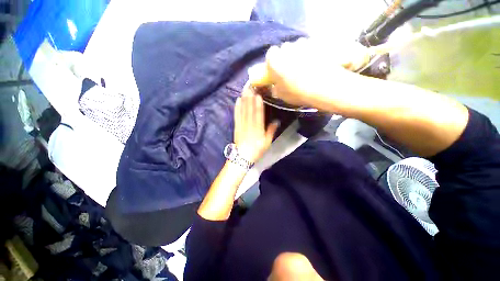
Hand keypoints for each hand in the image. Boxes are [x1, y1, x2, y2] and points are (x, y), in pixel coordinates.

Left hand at [234, 86, 278, 163]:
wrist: (242, 157)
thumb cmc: (256, 150)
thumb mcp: (267, 143)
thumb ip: (271, 131)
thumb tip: (276, 121)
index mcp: (258, 129)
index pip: (258, 115)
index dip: (258, 105)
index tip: (258, 95)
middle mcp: (249, 125)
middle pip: (250, 111)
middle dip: (250, 98)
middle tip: (250, 87)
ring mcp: (241, 125)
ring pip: (243, 111)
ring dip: (244, 100)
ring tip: (245, 90)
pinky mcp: (236, 126)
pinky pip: (236, 116)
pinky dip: (237, 108)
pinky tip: (238, 101)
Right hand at [248, 39, 372, 108]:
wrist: (322, 86)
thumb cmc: (296, 92)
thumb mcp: (281, 95)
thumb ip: (275, 88)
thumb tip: (276, 86)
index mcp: (275, 60)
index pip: (270, 54)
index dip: (273, 62)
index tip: (277, 70)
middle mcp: (287, 48)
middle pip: (284, 49)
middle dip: (286, 57)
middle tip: (291, 69)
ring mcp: (303, 44)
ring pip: (298, 46)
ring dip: (298, 54)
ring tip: (305, 67)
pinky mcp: (318, 44)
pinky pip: (311, 47)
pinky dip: (311, 53)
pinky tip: (315, 63)